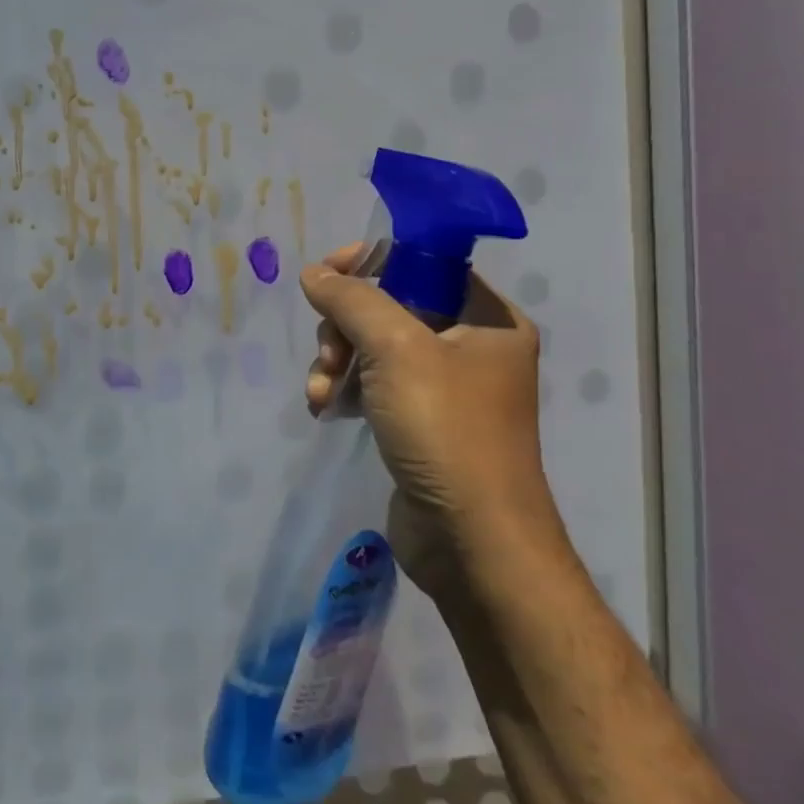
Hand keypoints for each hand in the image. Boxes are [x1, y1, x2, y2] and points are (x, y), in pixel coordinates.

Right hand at [300, 244, 564, 601]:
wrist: (472, 541)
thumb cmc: (445, 430)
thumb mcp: (394, 349)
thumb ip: (351, 300)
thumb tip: (315, 273)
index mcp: (487, 318)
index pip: (422, 263)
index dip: (371, 261)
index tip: (327, 274)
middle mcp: (471, 346)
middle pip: (388, 305)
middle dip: (344, 326)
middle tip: (329, 354)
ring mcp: (445, 387)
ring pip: (372, 346)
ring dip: (336, 362)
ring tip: (320, 392)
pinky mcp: (421, 421)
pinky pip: (373, 383)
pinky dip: (344, 389)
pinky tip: (323, 409)